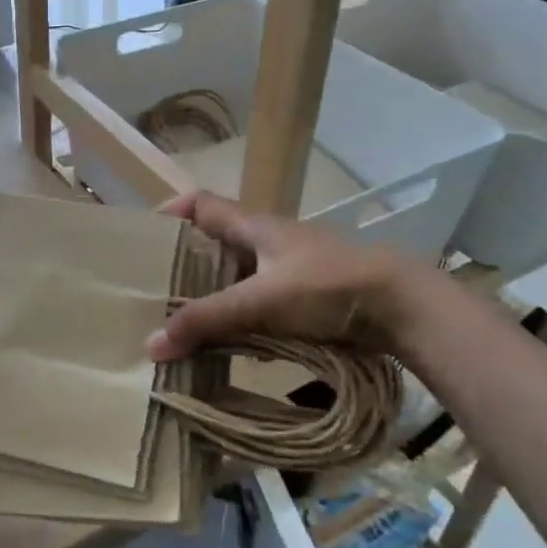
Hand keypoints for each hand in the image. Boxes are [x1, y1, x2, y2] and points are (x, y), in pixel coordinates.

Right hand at [148, 191, 427, 360]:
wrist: (402, 306)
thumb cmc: (326, 286)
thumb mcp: (259, 301)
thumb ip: (207, 320)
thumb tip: (151, 345)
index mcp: (254, 225)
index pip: (201, 203)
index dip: (170, 212)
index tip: (144, 240)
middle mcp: (268, 241)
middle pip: (214, 243)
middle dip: (184, 265)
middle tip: (154, 292)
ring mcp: (289, 268)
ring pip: (237, 276)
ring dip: (212, 296)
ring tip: (183, 324)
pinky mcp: (306, 296)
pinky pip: (259, 301)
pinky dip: (240, 317)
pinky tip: (229, 343)